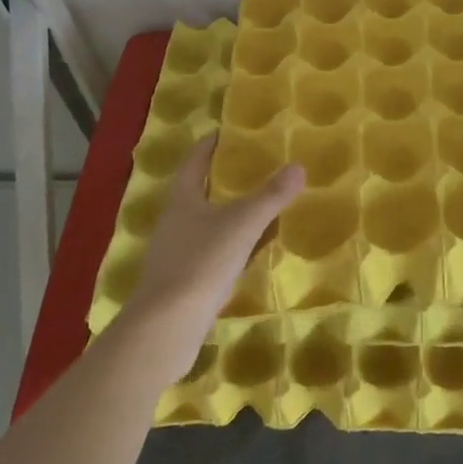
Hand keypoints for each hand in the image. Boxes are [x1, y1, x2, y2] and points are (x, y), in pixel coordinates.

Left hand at [122, 136, 302, 377]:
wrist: (164, 331)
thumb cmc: (201, 264)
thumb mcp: (242, 225)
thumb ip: (271, 196)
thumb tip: (298, 166)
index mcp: (182, 201)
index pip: (194, 163)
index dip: (209, 146)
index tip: (225, 132)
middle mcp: (173, 224)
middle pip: (196, 193)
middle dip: (219, 181)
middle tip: (250, 168)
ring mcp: (173, 257)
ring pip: (202, 226)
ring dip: (224, 217)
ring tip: (254, 209)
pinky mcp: (179, 286)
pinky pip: (207, 256)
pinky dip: (226, 249)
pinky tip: (246, 256)